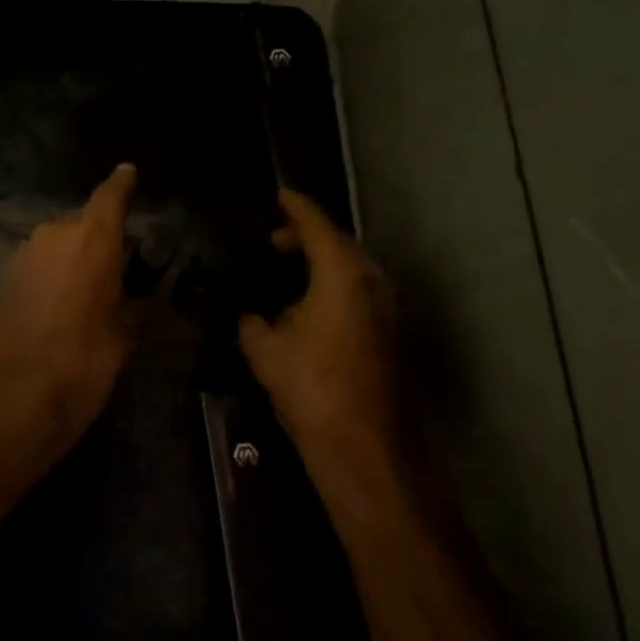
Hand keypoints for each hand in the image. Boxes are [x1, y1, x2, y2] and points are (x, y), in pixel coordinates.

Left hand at [0, 163, 138, 460]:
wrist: (19, 396)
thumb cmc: (86, 361)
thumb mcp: (125, 332)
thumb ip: (134, 299)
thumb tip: (138, 291)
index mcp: (92, 238)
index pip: (110, 196)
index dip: (122, 183)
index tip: (128, 172)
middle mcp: (54, 234)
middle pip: (83, 222)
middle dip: (100, 236)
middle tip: (118, 266)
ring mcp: (24, 254)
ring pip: (58, 243)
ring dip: (73, 256)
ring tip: (89, 289)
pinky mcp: (5, 278)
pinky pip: (39, 263)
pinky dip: (53, 272)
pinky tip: (61, 302)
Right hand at [239, 190, 403, 506]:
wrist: (363, 445)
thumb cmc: (312, 387)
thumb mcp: (265, 351)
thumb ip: (253, 322)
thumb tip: (251, 316)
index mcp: (342, 274)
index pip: (317, 225)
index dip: (296, 208)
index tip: (278, 195)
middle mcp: (372, 282)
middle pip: (340, 244)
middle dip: (307, 237)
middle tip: (272, 242)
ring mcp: (386, 308)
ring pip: (352, 270)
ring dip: (321, 264)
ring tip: (287, 271)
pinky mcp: (388, 333)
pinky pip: (358, 293)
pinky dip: (333, 287)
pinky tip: (307, 307)